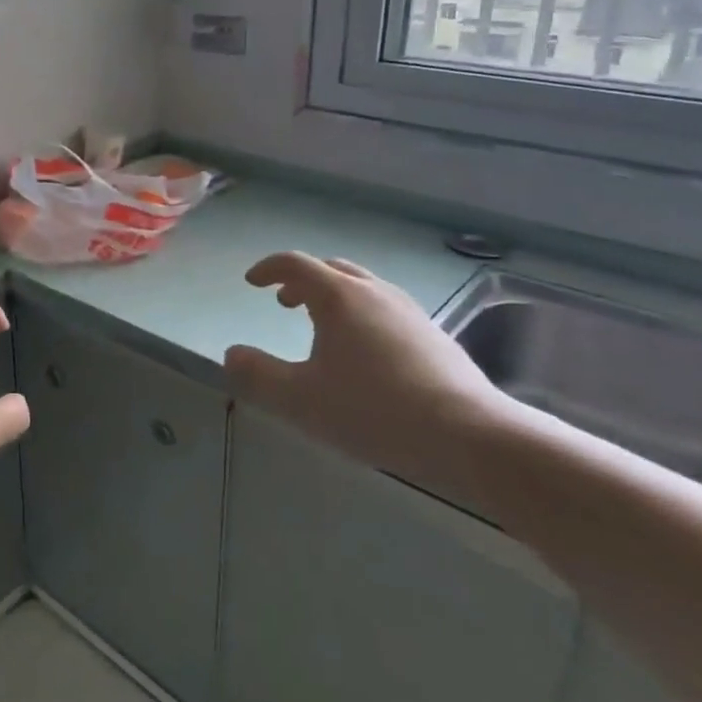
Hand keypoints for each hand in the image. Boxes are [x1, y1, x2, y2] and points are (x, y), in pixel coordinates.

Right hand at [224, 253, 512, 506]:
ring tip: (322, 327)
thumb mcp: (300, 399)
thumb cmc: (373, 410)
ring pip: (364, 288)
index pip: (296, 264)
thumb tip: (231, 355)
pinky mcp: (435, 337)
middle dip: (303, 280)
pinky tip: (366, 354)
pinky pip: (387, 310)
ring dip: (335, 296)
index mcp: (339, 297)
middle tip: (284, 302)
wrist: (470, 437)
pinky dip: (363, 315)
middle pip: (333, 269)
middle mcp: (375, 293)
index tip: (251, 282)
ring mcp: (411, 312)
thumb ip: (258, 375)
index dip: (269, 269)